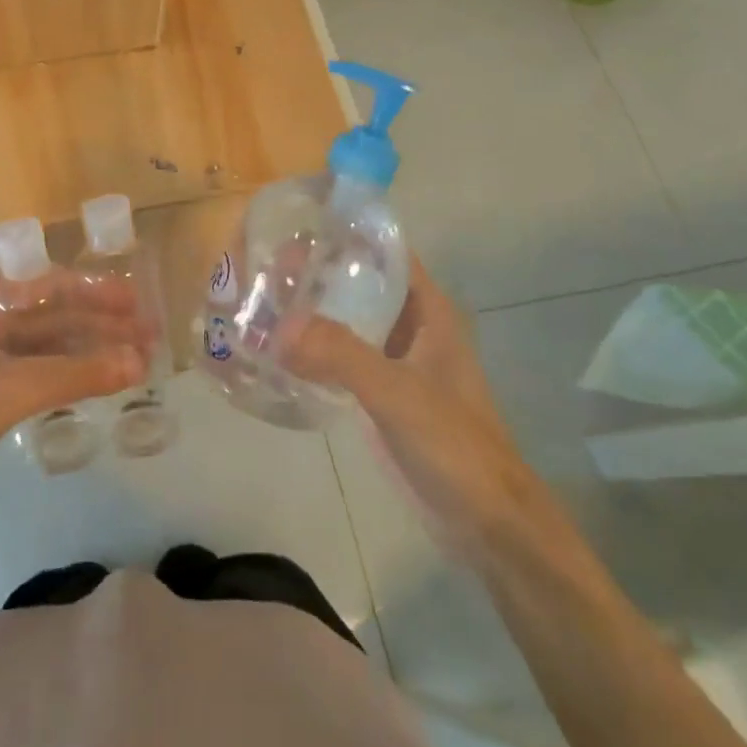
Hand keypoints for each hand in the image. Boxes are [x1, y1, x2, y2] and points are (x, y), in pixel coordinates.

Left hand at [0, 273, 148, 578]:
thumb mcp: (9, 388)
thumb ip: (76, 373)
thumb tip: (139, 362)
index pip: (45, 286)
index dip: (93, 293)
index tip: (135, 303)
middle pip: (48, 318)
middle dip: (97, 325)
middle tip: (147, 334)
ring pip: (44, 351)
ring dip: (86, 354)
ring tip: (134, 360)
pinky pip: (34, 379)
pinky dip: (66, 379)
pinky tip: (97, 383)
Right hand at [285, 257, 537, 554]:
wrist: (484, 520)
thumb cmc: (453, 443)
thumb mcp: (398, 393)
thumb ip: (341, 355)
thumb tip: (278, 326)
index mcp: (429, 311)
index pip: (385, 253)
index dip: (346, 235)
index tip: (297, 226)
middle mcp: (412, 327)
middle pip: (361, 284)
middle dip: (317, 273)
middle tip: (264, 265)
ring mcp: (396, 361)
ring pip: (349, 321)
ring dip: (312, 312)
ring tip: (261, 299)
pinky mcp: (381, 392)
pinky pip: (342, 357)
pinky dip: (313, 349)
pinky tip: (276, 348)